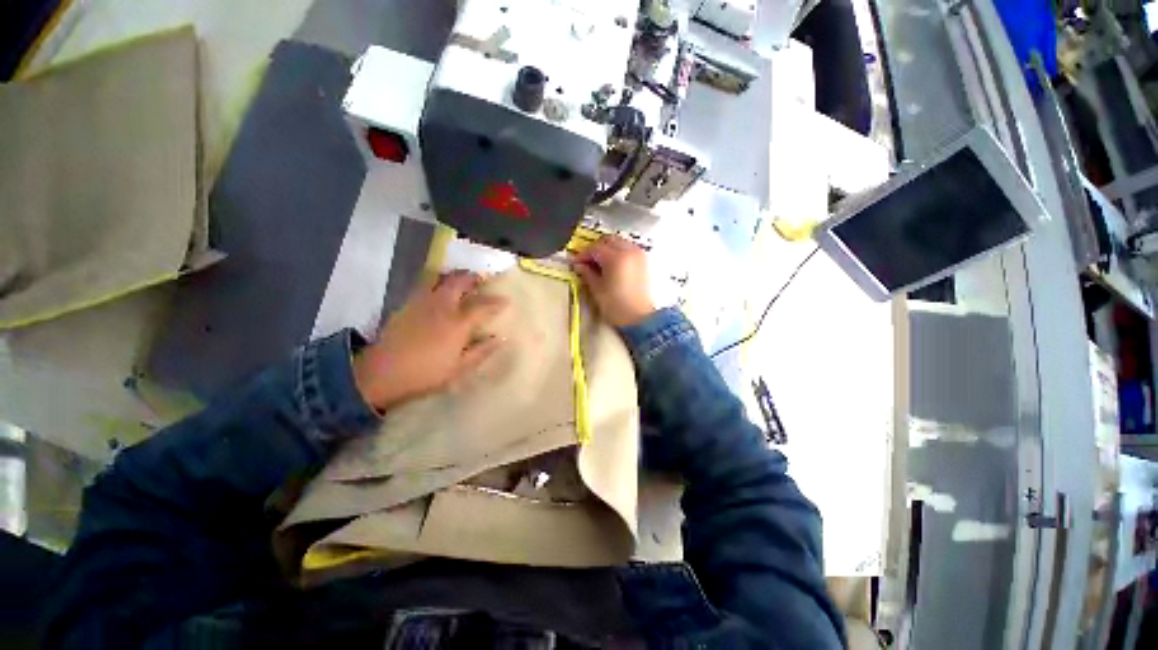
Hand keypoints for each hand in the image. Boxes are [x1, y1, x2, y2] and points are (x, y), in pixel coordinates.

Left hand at [354, 272, 506, 410]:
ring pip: (440, 278)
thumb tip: (500, 339)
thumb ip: (482, 351)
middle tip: (482, 278)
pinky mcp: (407, 304)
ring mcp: (422, 302)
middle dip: (474, 277)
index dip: (497, 302)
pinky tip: (438, 290)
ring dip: (454, 275)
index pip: (483, 306)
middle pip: (460, 282)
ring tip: (462, 278)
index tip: (506, 300)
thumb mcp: (459, 368)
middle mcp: (442, 306)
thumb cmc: (426, 373)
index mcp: (458, 323)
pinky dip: (436, 281)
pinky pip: (425, 285)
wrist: (382, 373)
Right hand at [571, 235, 655, 326]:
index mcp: (616, 258)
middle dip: (595, 248)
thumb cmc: (616, 306)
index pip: (595, 248)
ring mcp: (638, 255)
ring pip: (619, 242)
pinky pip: (628, 248)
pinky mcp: (644, 261)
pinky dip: (618, 251)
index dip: (583, 254)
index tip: (575, 263)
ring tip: (598, 262)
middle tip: (586, 260)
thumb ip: (587, 273)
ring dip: (607, 248)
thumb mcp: (597, 290)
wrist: (640, 318)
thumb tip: (579, 265)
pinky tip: (611, 264)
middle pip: (608, 240)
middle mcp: (629, 251)